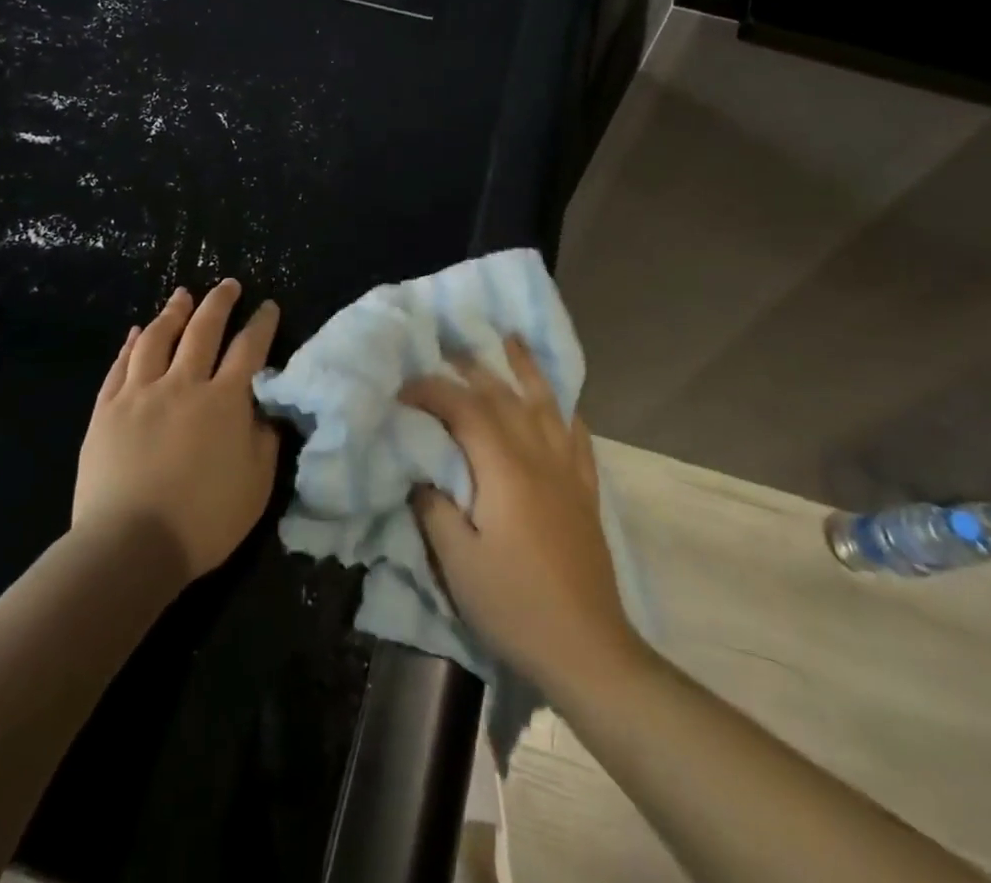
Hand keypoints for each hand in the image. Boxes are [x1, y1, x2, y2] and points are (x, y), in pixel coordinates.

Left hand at [73, 279, 280, 585]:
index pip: (249, 349)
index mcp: (224, 401)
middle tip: (228, 284)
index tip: (267, 306)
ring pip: (158, 338)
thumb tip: (267, 408)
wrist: (130, 546)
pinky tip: (137, 331)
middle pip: (203, 330)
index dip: (261, 324)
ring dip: (174, 312)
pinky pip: (121, 365)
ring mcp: (140, 394)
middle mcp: (183, 384)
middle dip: (219, 303)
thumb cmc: (203, 520)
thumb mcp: (256, 484)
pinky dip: (132, 344)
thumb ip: (265, 439)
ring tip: (182, 295)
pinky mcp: (106, 410)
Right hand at [403, 338, 640, 697]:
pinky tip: (559, 401)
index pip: (465, 411)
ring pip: (546, 405)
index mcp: (504, 470)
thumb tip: (422, 474)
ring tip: (511, 341)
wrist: (587, 649)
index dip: (433, 391)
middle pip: (504, 398)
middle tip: (445, 350)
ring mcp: (568, 472)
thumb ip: (435, 509)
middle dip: (472, 369)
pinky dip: (564, 409)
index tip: (404, 388)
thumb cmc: (515, 606)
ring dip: (526, 369)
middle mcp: (539, 457)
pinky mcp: (586, 491)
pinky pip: (577, 436)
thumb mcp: (459, 564)